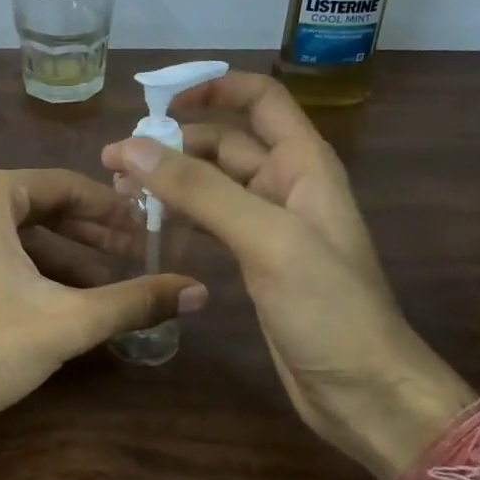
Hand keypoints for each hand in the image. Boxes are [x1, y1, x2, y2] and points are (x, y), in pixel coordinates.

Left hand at [0, 166, 204, 434]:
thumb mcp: (66, 321)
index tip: (148, 230)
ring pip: (10, 232)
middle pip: (37, 206)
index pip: (64, 186)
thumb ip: (135, 301)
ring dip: (58, 256)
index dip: (113, 211)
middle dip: (88, 236)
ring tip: (103, 286)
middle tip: (134, 258)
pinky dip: (21, 267)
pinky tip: (53, 298)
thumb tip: (199, 292)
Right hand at [102, 73, 475, 479]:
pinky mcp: (254, 261)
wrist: (363, 390)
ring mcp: (269, 225)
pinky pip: (210, 223)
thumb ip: (200, 190)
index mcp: (302, 163)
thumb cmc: (327, 307)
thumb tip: (133, 146)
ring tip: (119, 193)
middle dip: (172, 144)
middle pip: (223, 142)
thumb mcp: (266, 238)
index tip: (159, 104)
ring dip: (170, 181)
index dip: (214, 88)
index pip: (260, 99)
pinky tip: (146, 227)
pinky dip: (179, 217)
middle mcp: (285, 184)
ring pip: (211, 184)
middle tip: (115, 163)